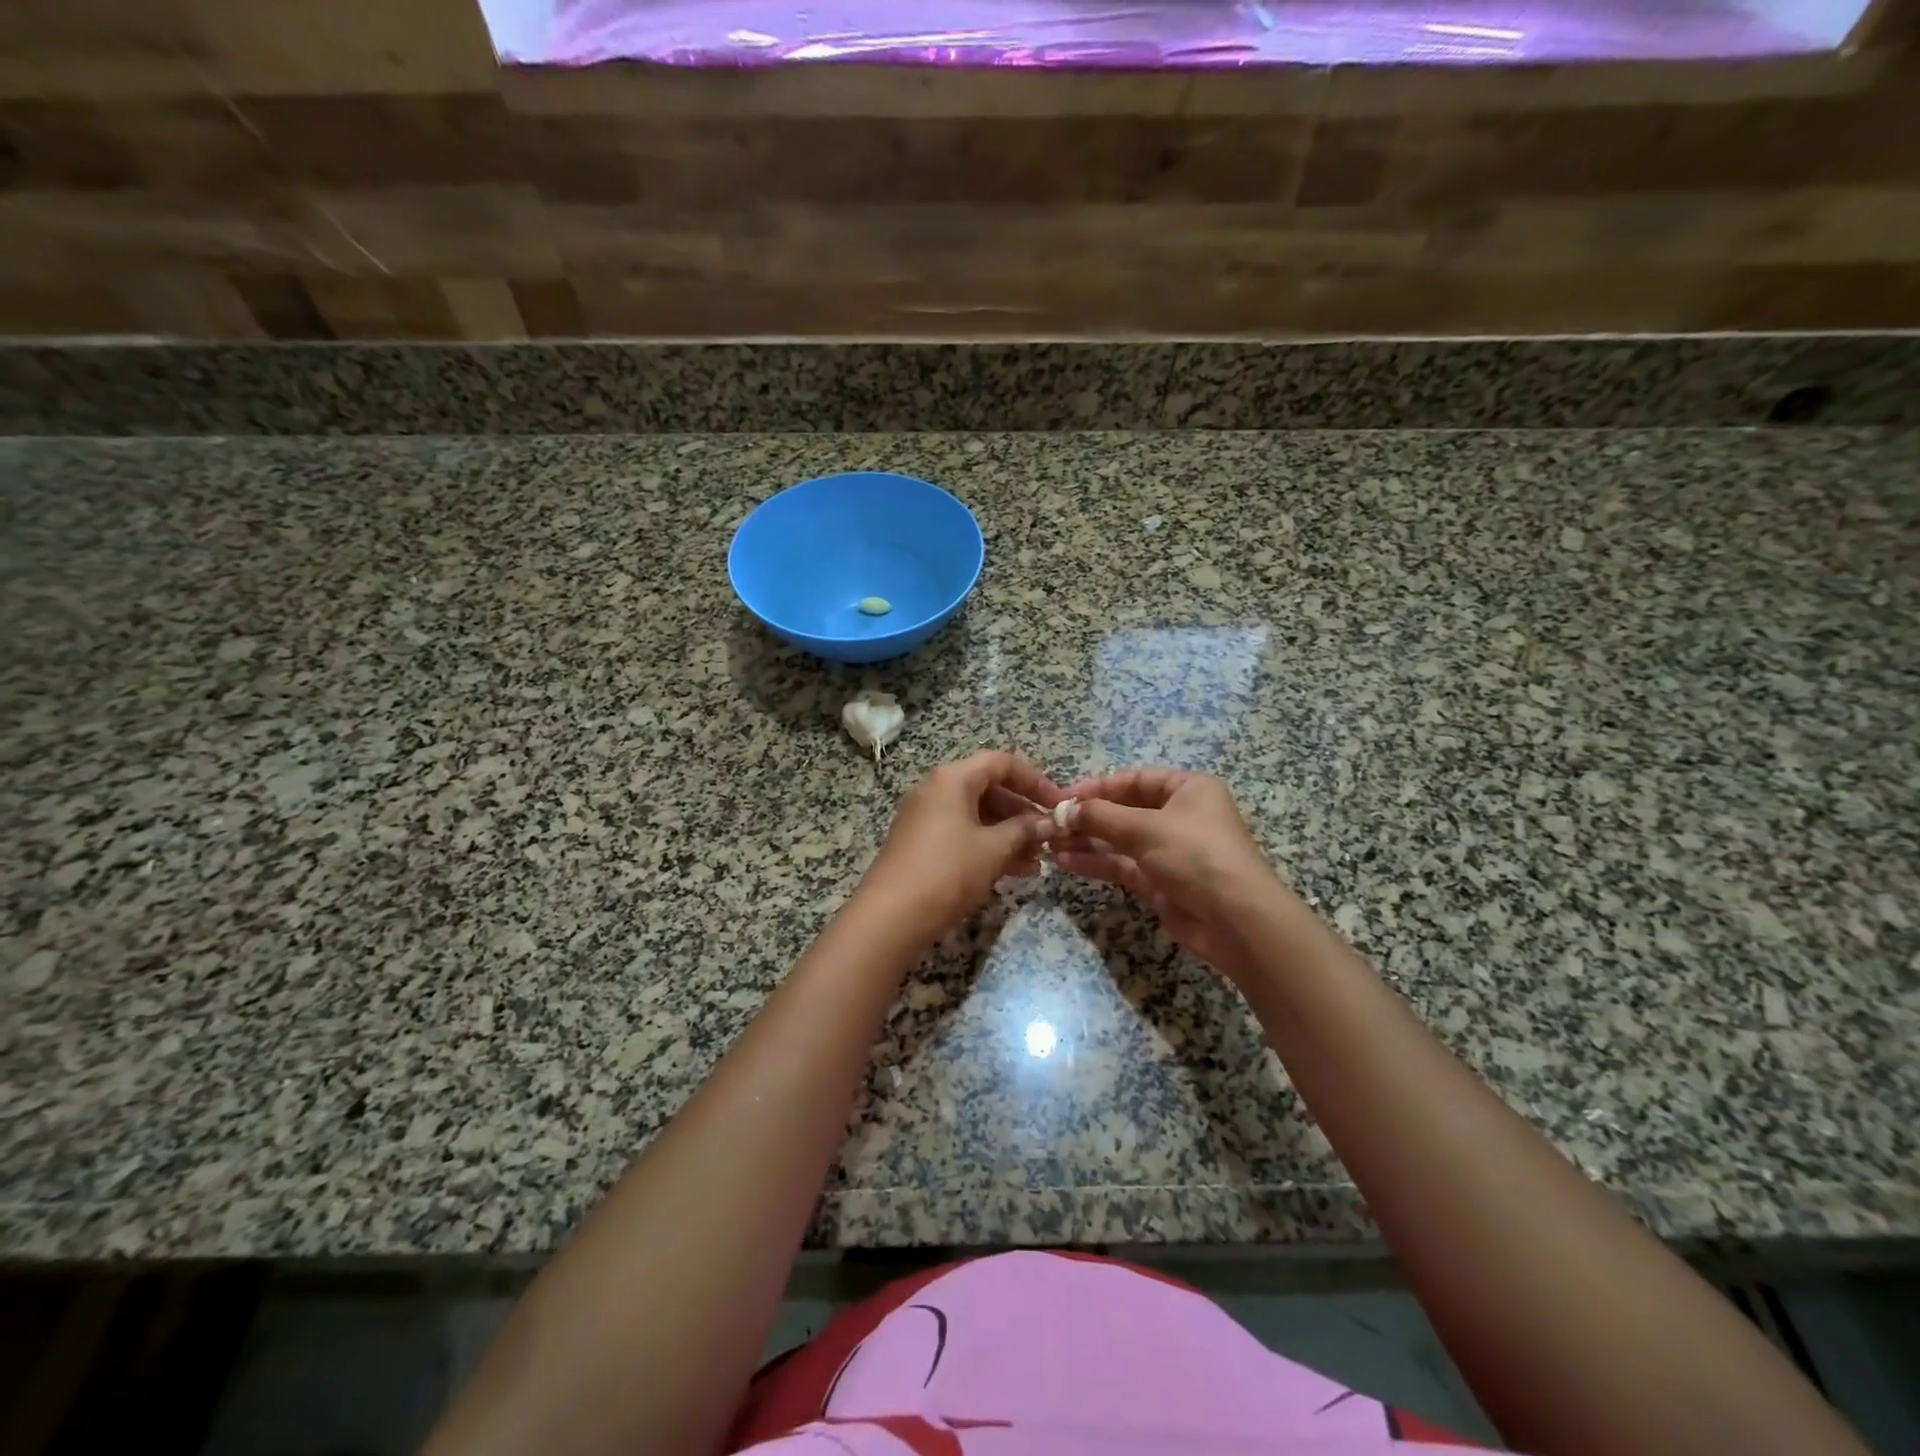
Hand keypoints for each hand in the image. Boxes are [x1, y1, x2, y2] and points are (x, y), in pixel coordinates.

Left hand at [857, 750, 1063, 940]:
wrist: (891, 916)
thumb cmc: (947, 871)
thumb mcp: (994, 849)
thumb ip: (1025, 830)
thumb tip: (1049, 823)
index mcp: (952, 779)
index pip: (1001, 763)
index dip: (1034, 780)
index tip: (1058, 804)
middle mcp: (936, 790)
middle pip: (989, 788)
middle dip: (1022, 811)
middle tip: (1049, 834)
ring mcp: (925, 818)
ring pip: (977, 815)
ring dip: (1009, 833)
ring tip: (1039, 858)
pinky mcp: (921, 844)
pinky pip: (963, 834)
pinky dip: (989, 845)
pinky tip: (1016, 870)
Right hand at [1054, 767, 1280, 980]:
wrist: (1235, 920)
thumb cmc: (1196, 855)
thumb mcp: (1146, 827)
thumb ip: (1100, 816)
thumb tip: (1063, 810)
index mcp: (1188, 789)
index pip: (1135, 779)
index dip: (1098, 786)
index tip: (1063, 796)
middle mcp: (1179, 816)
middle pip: (1124, 810)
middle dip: (1088, 816)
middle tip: (1051, 821)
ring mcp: (1168, 851)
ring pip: (1119, 840)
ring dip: (1086, 840)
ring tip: (1049, 842)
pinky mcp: (1159, 882)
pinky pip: (1121, 865)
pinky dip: (1095, 862)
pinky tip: (1065, 861)